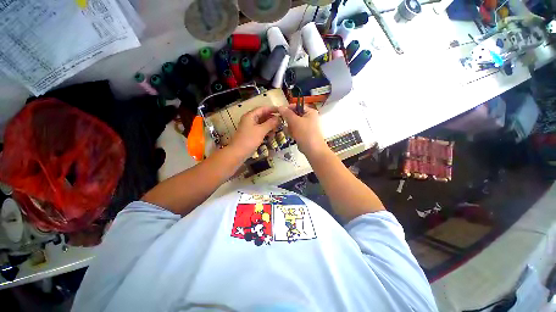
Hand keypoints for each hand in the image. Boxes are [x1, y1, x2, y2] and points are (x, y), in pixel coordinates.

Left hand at [230, 106, 280, 158]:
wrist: (238, 153)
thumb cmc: (249, 140)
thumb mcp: (261, 131)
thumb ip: (270, 123)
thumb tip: (279, 118)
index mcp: (250, 115)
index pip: (263, 109)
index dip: (272, 109)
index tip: (281, 111)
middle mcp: (249, 119)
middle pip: (262, 115)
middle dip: (272, 117)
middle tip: (282, 120)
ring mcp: (250, 127)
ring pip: (262, 122)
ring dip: (270, 124)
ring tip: (278, 127)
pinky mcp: (251, 134)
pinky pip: (260, 129)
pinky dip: (266, 130)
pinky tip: (272, 133)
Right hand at [278, 104, 327, 157]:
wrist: (313, 149)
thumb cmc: (305, 133)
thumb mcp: (295, 121)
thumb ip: (287, 113)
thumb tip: (280, 107)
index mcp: (310, 112)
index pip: (297, 106)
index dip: (288, 108)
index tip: (280, 113)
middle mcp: (310, 117)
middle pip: (295, 115)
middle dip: (289, 121)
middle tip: (286, 125)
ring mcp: (308, 126)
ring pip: (294, 123)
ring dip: (290, 127)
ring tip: (291, 133)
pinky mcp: (305, 134)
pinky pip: (296, 130)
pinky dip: (293, 132)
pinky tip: (293, 136)